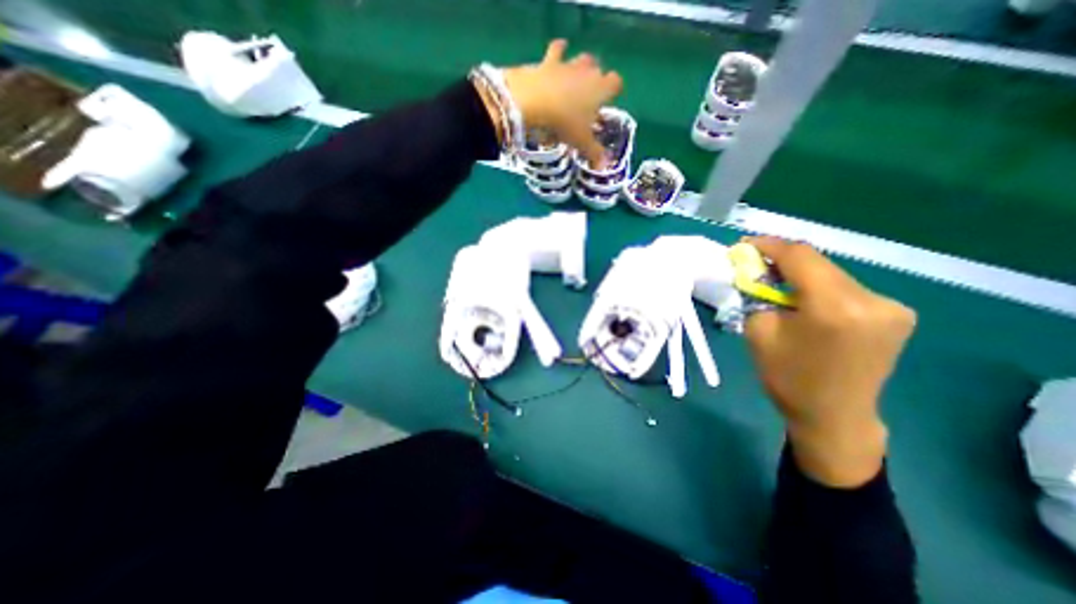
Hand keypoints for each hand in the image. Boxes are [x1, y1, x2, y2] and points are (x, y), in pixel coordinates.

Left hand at [504, 41, 621, 166]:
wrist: (534, 102)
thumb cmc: (564, 123)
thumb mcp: (580, 142)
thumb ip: (594, 153)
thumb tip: (604, 166)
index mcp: (600, 90)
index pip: (616, 83)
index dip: (614, 90)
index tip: (609, 100)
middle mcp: (588, 72)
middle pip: (598, 68)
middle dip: (596, 78)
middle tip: (588, 94)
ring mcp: (568, 64)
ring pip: (580, 58)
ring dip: (580, 66)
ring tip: (575, 76)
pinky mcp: (548, 61)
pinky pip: (557, 50)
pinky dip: (558, 51)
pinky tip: (558, 50)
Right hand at [751, 235, 913, 485]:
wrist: (834, 416)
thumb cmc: (788, 377)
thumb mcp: (759, 332)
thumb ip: (757, 296)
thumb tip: (755, 273)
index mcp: (835, 307)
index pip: (800, 256)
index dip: (769, 245)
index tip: (744, 245)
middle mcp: (872, 300)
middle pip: (818, 263)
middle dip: (782, 260)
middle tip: (753, 263)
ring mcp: (891, 307)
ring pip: (832, 274)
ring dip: (800, 274)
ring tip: (774, 281)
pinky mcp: (896, 315)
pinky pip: (847, 289)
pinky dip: (819, 287)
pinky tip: (803, 299)